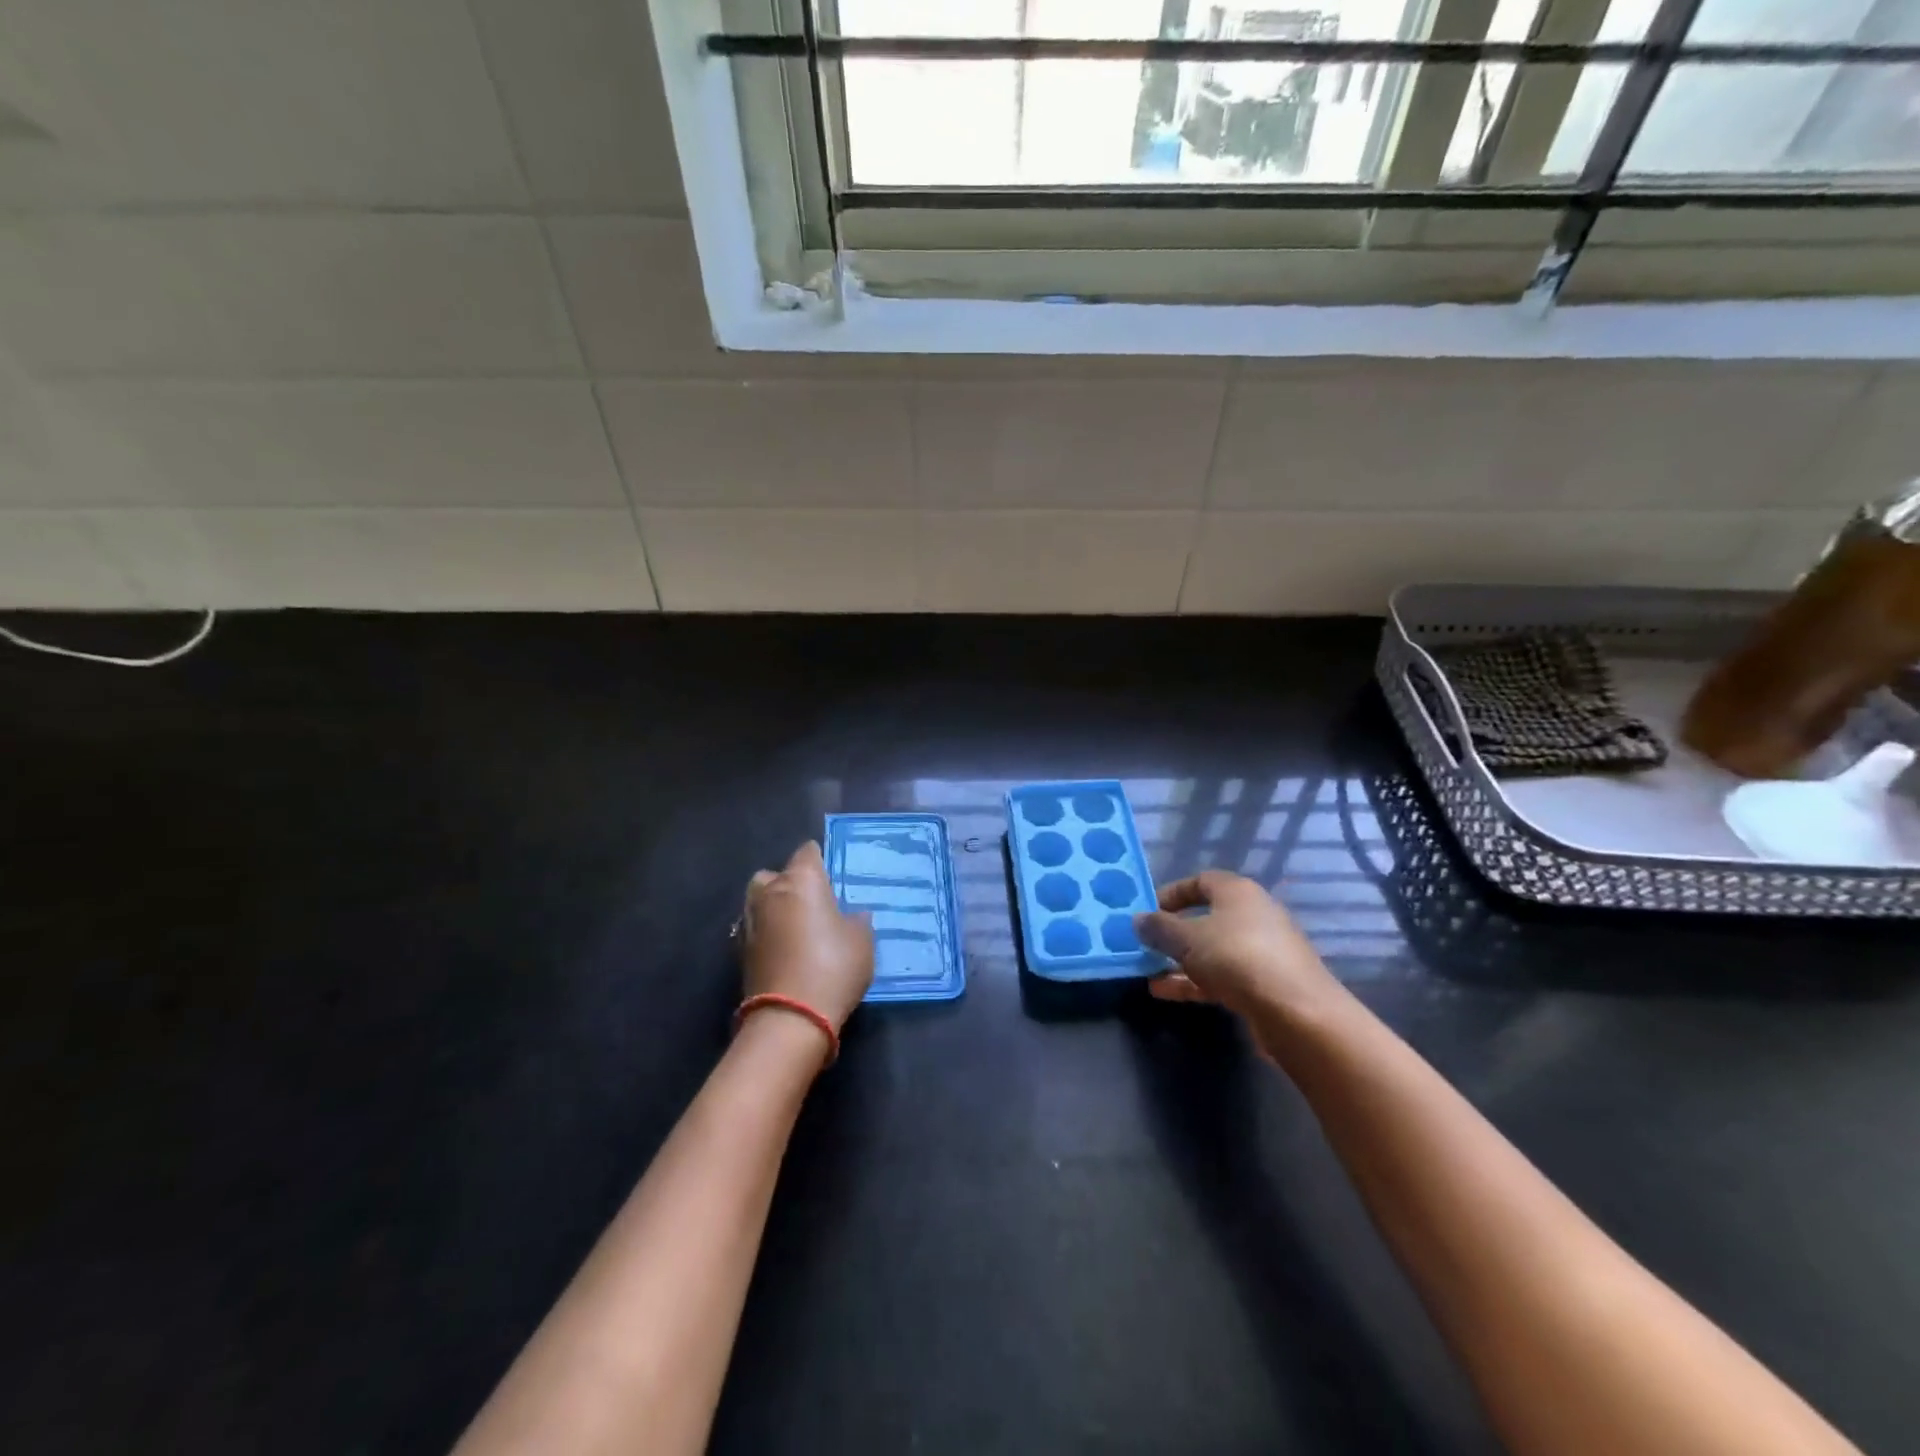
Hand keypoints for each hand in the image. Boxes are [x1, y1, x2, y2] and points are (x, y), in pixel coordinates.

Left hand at [741, 841, 873, 1030]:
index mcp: (801, 881)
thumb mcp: (862, 941)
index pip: (808, 852)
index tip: (832, 875)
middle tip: (812, 902)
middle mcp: (770, 892)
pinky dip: (767, 933)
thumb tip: (852, 915)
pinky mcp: (739, 951)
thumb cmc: (833, 967)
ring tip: (797, 927)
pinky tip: (785, 950)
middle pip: (775, 874)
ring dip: (774, 908)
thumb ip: (856, 920)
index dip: (820, 860)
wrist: (789, 1018)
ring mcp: (750, 921)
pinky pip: (756, 929)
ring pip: (760, 901)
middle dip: (789, 883)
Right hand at [1135, 870, 1342, 1023]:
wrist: (1297, 1013)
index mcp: (1237, 892)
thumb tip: (1138, 920)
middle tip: (1146, 944)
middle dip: (1173, 932)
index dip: (1171, 893)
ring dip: (1181, 961)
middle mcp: (1253, 915)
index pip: (1199, 881)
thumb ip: (1159, 928)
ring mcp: (1263, 951)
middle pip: (1206, 917)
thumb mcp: (1187, 939)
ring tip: (1148, 972)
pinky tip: (1166, 992)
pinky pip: (1223, 975)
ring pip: (1213, 950)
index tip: (1147, 911)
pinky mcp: (1266, 984)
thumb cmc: (1237, 958)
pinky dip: (1195, 981)